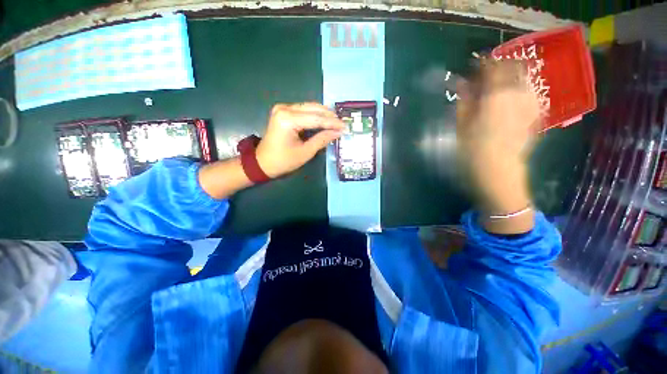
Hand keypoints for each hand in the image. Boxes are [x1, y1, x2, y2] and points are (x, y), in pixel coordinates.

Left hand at [256, 103, 344, 177]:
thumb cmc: (283, 161)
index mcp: (288, 119)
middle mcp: (284, 109)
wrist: (262, 162)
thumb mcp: (305, 152)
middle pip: (313, 109)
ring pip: (309, 107)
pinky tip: (324, 121)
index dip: (332, 123)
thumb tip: (338, 132)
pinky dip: (315, 115)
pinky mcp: (283, 112)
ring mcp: (282, 108)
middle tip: (342, 124)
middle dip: (329, 117)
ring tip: (336, 123)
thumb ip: (322, 140)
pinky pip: (304, 110)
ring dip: (323, 115)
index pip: (316, 119)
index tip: (345, 127)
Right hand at [456, 59, 542, 232]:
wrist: (497, 175)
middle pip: (513, 69)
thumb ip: (463, 101)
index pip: (493, 68)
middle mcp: (516, 97)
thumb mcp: (461, 127)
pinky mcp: (535, 117)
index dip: (484, 63)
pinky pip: (532, 95)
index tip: (475, 64)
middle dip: (500, 68)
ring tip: (499, 86)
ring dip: (512, 77)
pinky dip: (522, 91)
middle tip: (487, 76)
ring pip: (525, 80)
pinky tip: (513, 98)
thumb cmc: (471, 153)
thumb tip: (461, 83)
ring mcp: (529, 106)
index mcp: (494, 98)